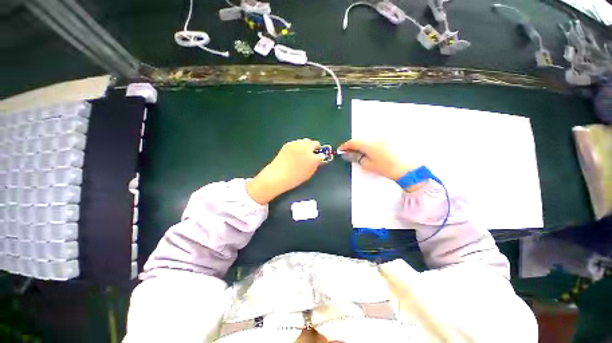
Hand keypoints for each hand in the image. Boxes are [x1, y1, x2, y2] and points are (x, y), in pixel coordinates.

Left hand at [246, 139, 323, 203]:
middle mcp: (307, 149)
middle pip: (315, 143)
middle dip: (315, 148)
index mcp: (313, 158)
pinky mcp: (289, 143)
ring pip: (306, 140)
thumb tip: (317, 160)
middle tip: (311, 153)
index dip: (320, 157)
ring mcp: (298, 144)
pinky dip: (298, 146)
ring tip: (302, 152)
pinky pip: (297, 142)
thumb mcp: (308, 174)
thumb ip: (315, 165)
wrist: (278, 175)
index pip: (322, 154)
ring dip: (306, 145)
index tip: (318, 159)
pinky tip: (293, 152)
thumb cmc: (294, 178)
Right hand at [338, 140, 418, 180]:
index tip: (341, 150)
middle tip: (348, 153)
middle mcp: (375, 137)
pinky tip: (369, 152)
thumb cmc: (385, 168)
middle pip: (359, 140)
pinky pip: (374, 140)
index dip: (345, 146)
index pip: (352, 142)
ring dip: (361, 145)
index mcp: (368, 143)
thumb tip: (347, 154)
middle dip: (353, 146)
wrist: (406, 169)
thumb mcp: (367, 164)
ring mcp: (382, 138)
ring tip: (358, 153)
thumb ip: (355, 157)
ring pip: (367, 140)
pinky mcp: (388, 140)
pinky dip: (369, 145)